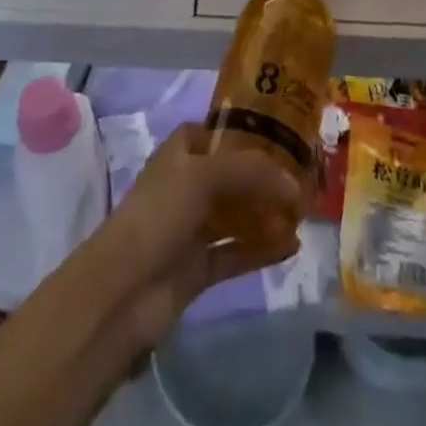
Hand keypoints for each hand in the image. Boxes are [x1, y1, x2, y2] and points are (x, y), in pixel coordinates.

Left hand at [87, 125, 302, 349]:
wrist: (123, 293)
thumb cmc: (158, 215)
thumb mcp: (203, 177)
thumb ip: (250, 173)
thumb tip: (294, 184)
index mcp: (178, 155)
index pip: (211, 133)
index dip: (240, 132)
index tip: (277, 135)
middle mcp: (185, 187)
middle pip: (230, 175)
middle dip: (262, 177)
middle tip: (301, 178)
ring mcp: (191, 229)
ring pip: (235, 214)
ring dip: (265, 213)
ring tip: (303, 213)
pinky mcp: (198, 269)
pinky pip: (237, 253)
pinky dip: (262, 249)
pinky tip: (292, 246)